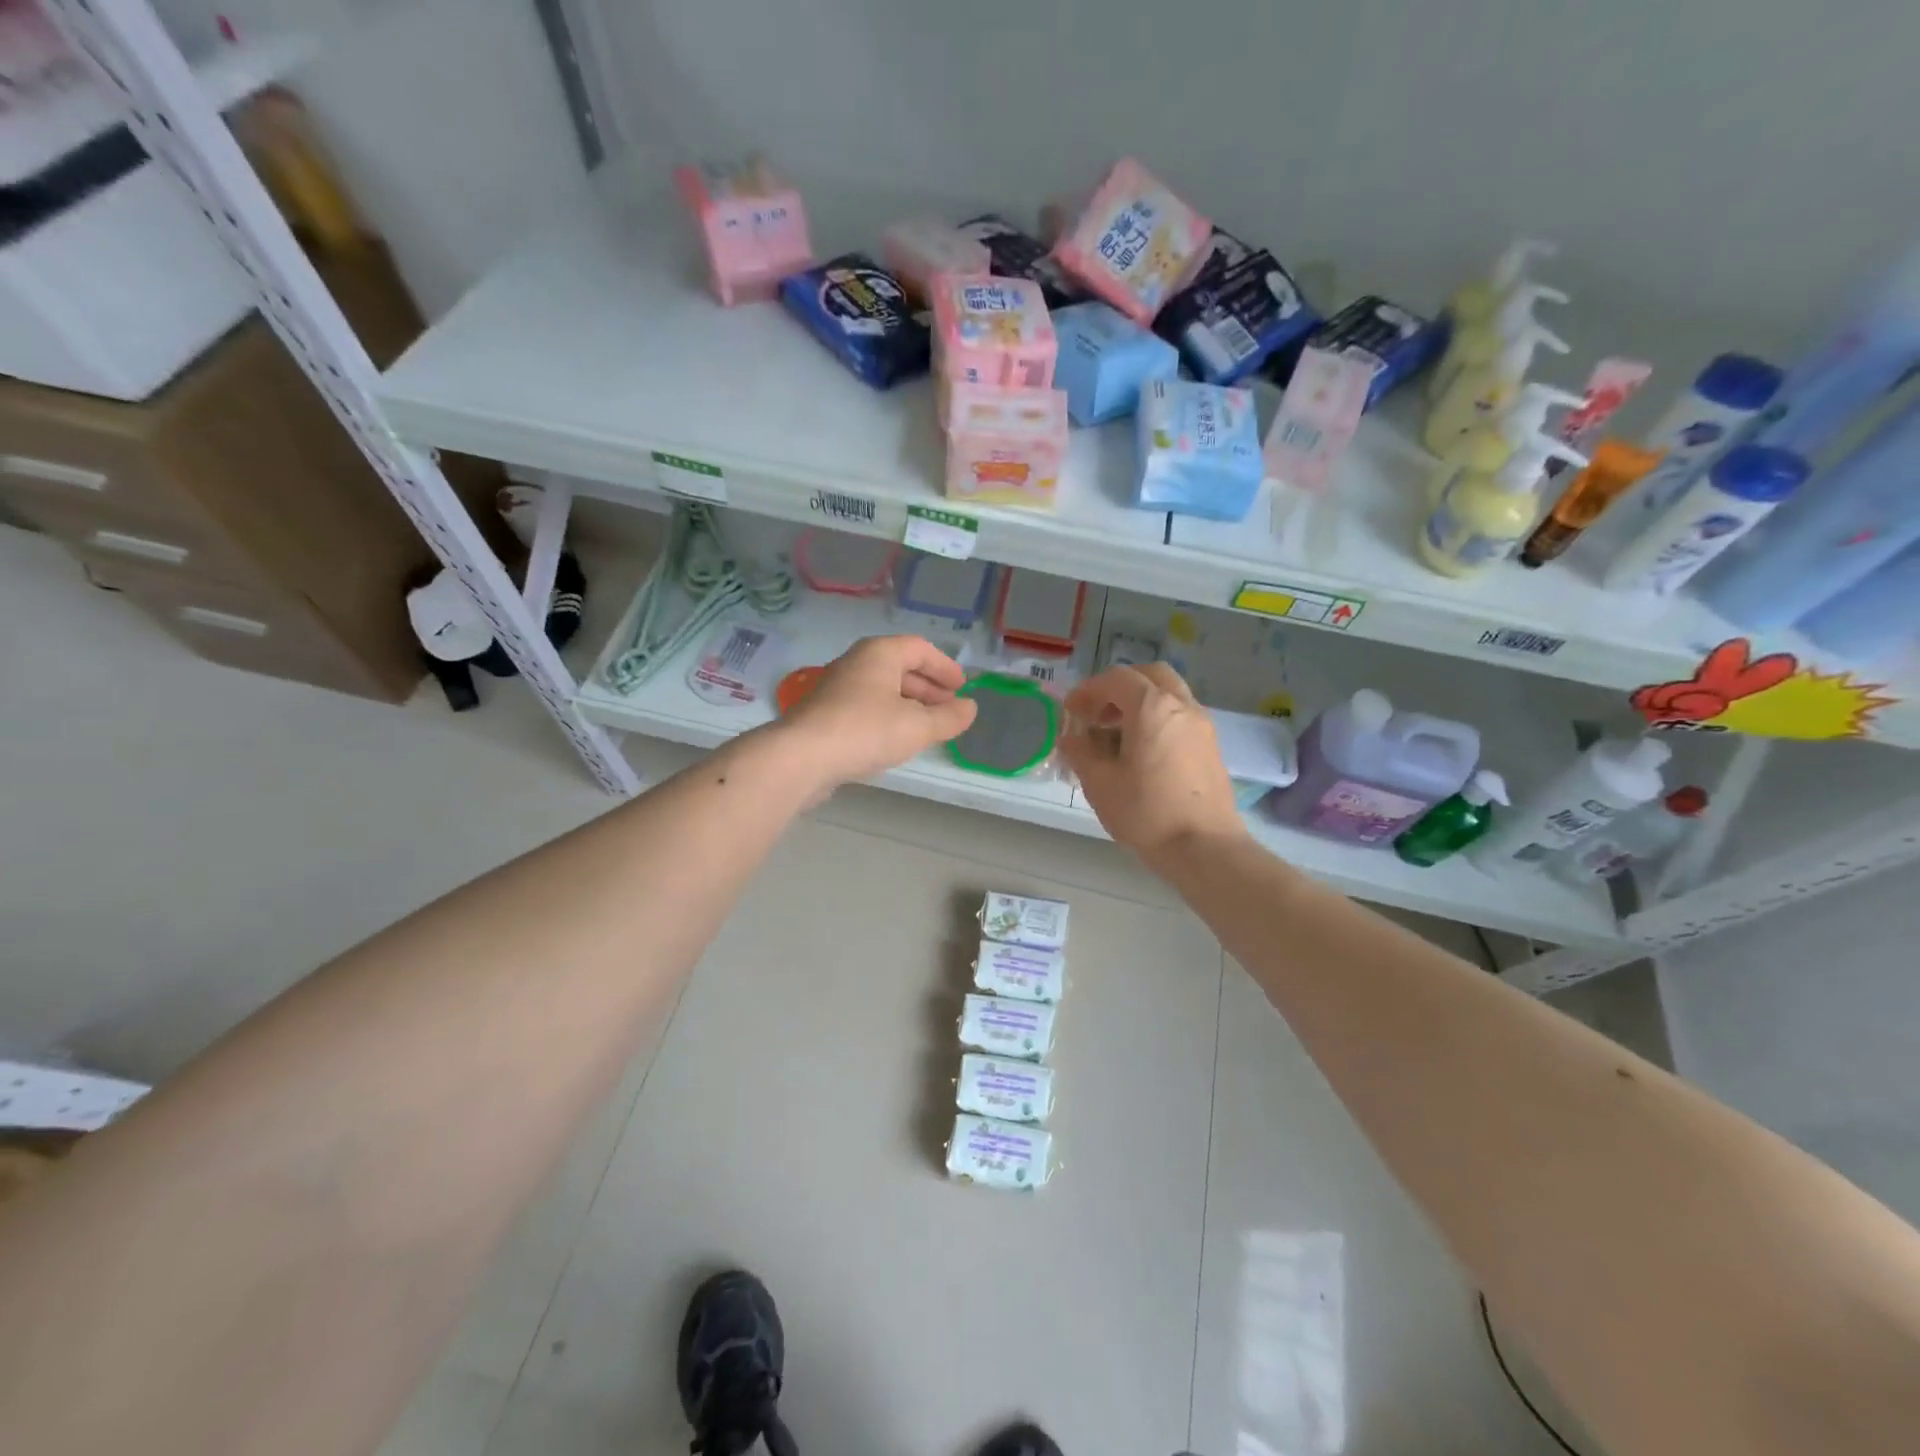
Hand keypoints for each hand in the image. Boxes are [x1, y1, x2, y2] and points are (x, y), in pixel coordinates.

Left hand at [775, 635, 977, 792]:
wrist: (801, 757)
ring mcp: (837, 688)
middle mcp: (856, 663)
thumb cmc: (866, 731)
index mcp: (880, 654)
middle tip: (948, 707)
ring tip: (926, 727)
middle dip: (928, 687)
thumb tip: (970, 708)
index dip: (945, 667)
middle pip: (899, 667)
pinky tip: (894, 740)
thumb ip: (949, 718)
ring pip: (881, 689)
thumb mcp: (918, 727)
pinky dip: (887, 717)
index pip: (920, 648)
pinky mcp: (824, 714)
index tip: (962, 687)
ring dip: (908, 704)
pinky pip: (865, 707)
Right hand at [1060, 664, 1245, 864]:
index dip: (1088, 690)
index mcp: (1152, 707)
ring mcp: (1202, 725)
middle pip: (1149, 676)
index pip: (1116, 679)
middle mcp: (1182, 706)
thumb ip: (1080, 753)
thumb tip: (1071, 739)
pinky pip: (1180, 716)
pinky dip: (1157, 720)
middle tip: (1098, 714)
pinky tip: (1141, 753)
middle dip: (1119, 688)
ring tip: (1116, 735)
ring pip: (1168, 695)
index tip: (1071, 710)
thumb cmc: (1146, 812)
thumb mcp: (1099, 783)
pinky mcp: (1211, 747)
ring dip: (1140, 704)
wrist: (1204, 848)